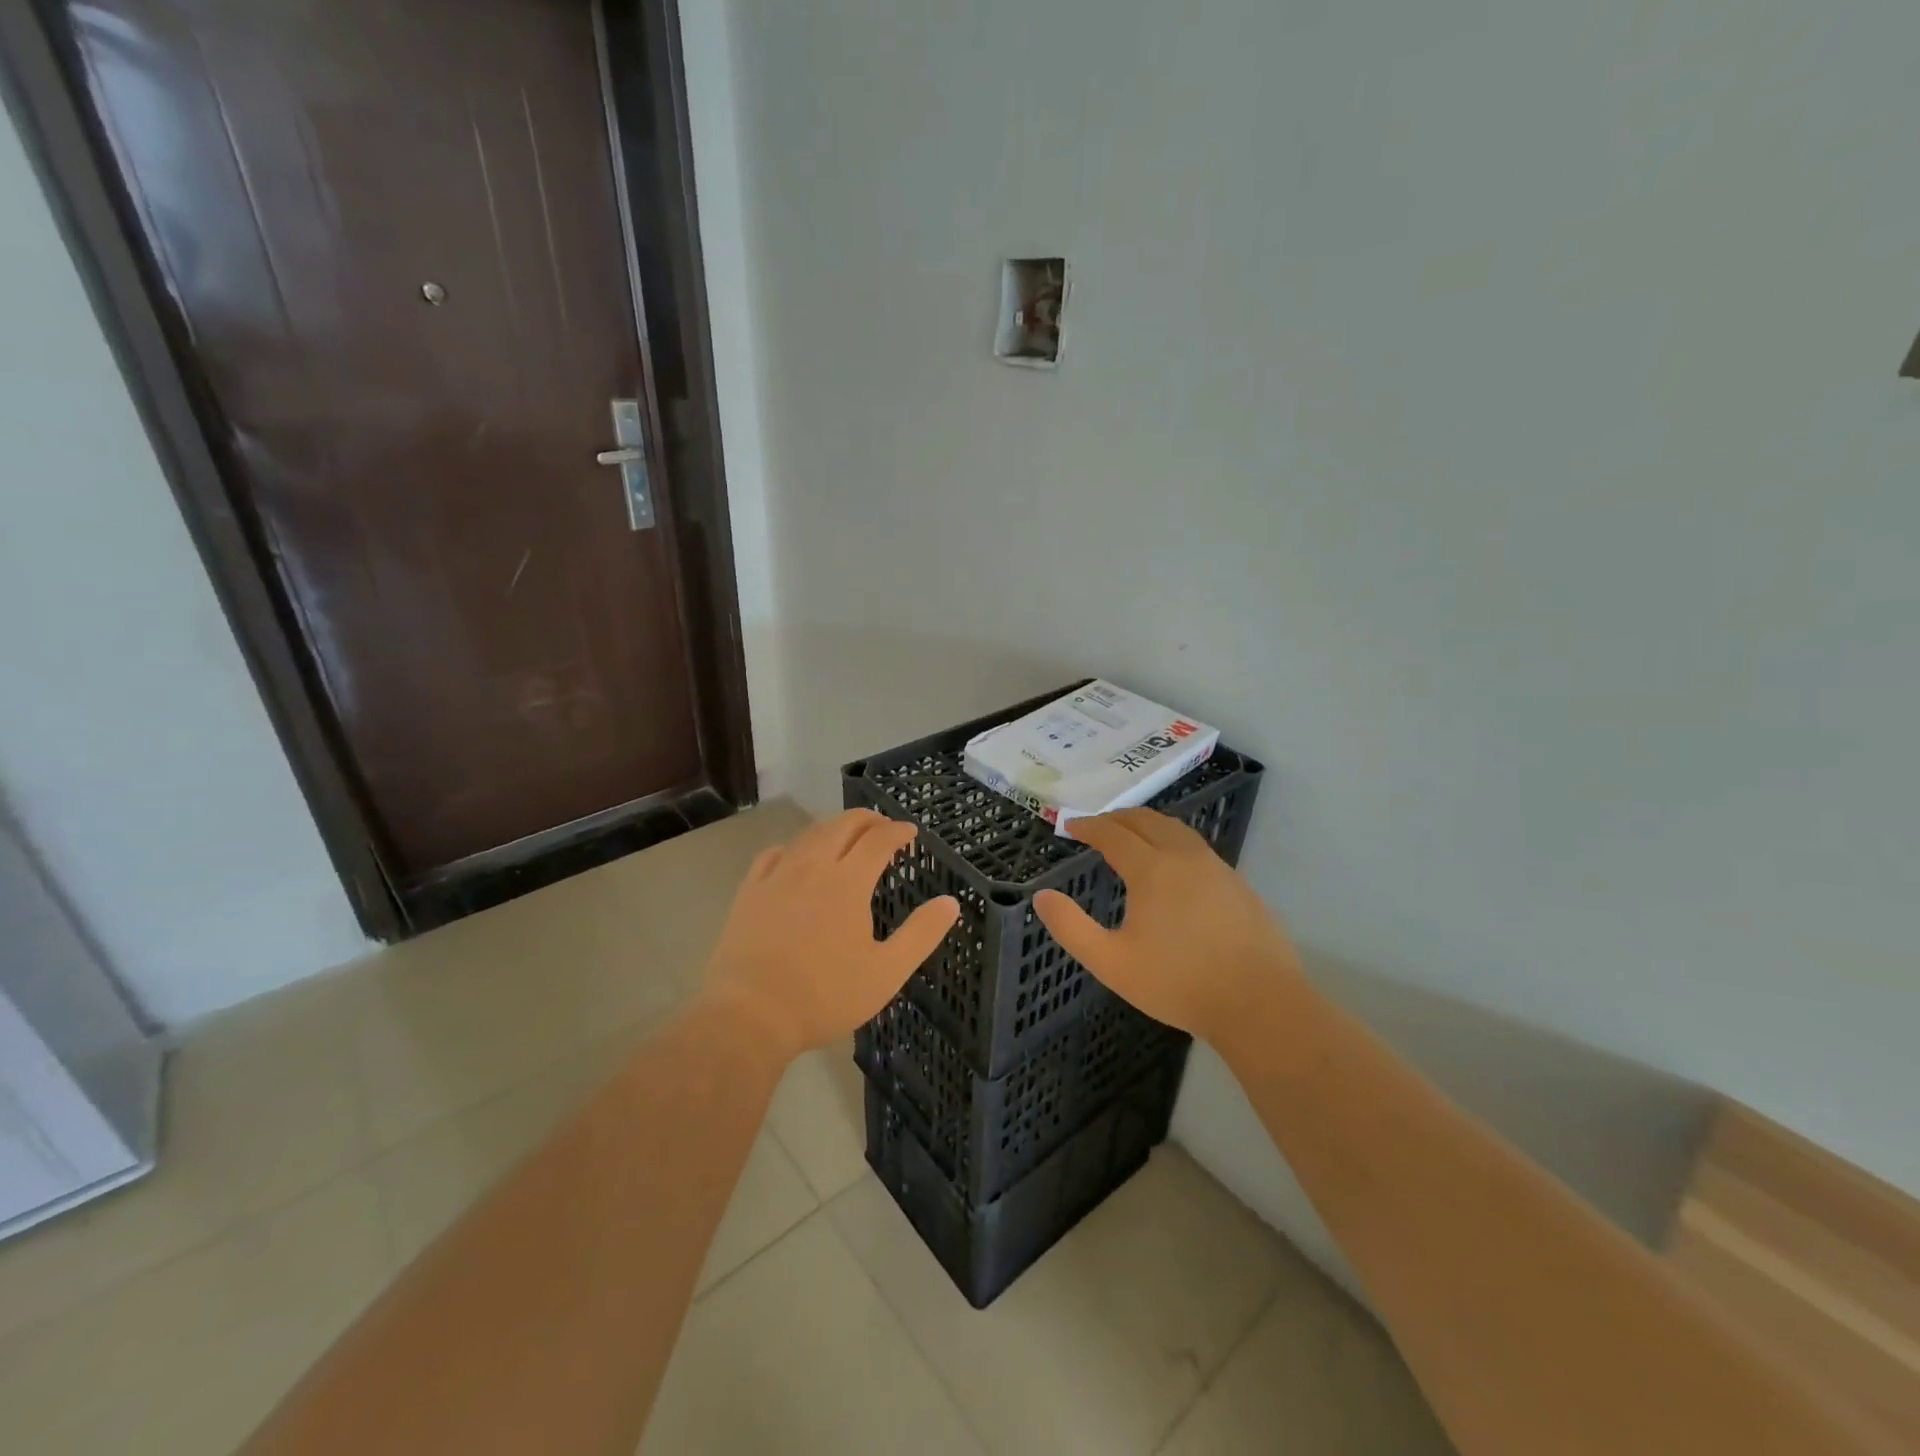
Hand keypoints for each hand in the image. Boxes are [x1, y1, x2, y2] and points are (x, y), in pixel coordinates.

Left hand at [703, 810, 959, 1061]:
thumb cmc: (826, 996)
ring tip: (846, 836)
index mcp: (848, 882)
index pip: (878, 840)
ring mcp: (777, 876)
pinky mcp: (750, 891)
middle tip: (882, 827)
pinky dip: (794, 846)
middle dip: (867, 820)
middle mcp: (813, 867)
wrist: (751, 1014)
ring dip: (833, 827)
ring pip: (809, 834)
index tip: (910, 832)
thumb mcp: (886, 972)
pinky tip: (796, 856)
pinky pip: (773, 854)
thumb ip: (921, 934)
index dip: (897, 831)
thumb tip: (950, 902)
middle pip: (842, 825)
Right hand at [1034, 809, 1303, 1047]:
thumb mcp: (1111, 962)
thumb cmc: (1178, 983)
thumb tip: (1041, 896)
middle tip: (1098, 825)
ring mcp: (1217, 868)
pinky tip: (1174, 866)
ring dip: (1148, 824)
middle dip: (1117, 818)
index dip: (1088, 826)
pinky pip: (1197, 847)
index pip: (1113, 833)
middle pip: (1146, 820)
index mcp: (1152, 869)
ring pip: (1176, 830)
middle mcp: (1184, 857)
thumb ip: (1071, 927)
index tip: (1070, 825)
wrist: (1259, 1004)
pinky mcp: (1238, 884)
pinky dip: (1173, 841)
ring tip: (1133, 835)